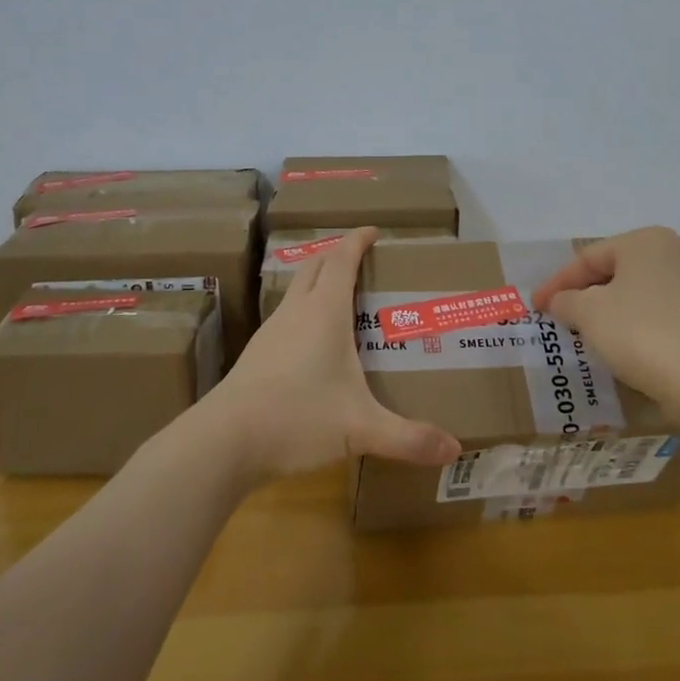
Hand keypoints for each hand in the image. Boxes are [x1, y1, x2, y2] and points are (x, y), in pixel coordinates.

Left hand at [199, 227, 461, 482]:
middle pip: (316, 266)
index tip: (373, 230)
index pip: (342, 259)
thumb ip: (408, 438)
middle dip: (338, 255)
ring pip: (297, 290)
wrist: (224, 441)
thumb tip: (455, 450)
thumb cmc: (297, 417)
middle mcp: (297, 312)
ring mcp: (272, 331)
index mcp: (324, 312)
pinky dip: (305, 311)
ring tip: (343, 298)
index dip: (357, 240)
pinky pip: (287, 316)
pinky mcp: (257, 354)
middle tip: (362, 261)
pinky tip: (314, 342)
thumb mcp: (360, 428)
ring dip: (319, 282)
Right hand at [530, 226, 679, 412]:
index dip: (557, 283)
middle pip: (616, 271)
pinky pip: (662, 313)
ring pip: (640, 292)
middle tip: (560, 316)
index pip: (588, 258)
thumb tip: (560, 301)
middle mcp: (675, 250)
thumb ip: (567, 301)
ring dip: (612, 310)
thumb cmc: (642, 332)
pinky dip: (638, 324)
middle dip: (585, 294)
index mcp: (645, 240)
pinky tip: (626, 346)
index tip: (535, 306)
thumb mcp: (589, 313)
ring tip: (588, 332)